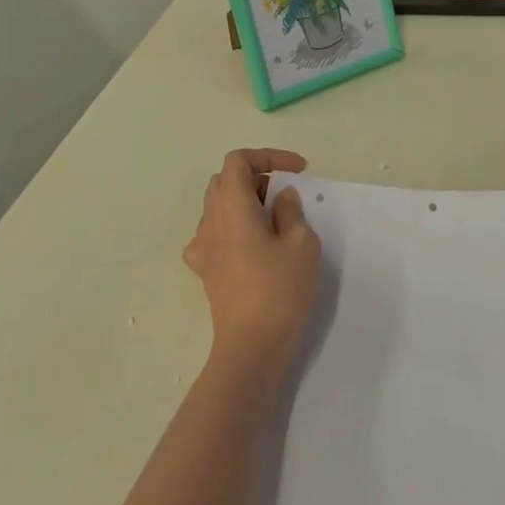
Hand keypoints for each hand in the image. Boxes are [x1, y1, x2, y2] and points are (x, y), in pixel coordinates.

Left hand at [182, 149, 320, 371]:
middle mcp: (209, 221)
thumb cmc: (280, 290)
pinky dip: (236, 227)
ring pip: (219, 207)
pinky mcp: (205, 271)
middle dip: (257, 177)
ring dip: (247, 202)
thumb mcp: (301, 243)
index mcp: (231, 207)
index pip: (238, 161)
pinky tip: (256, 246)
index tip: (298, 172)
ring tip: (277, 221)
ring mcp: (202, 248)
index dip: (268, 157)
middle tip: (286, 194)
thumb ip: (290, 211)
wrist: (252, 347)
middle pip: (225, 181)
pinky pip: (216, 234)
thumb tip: (280, 198)